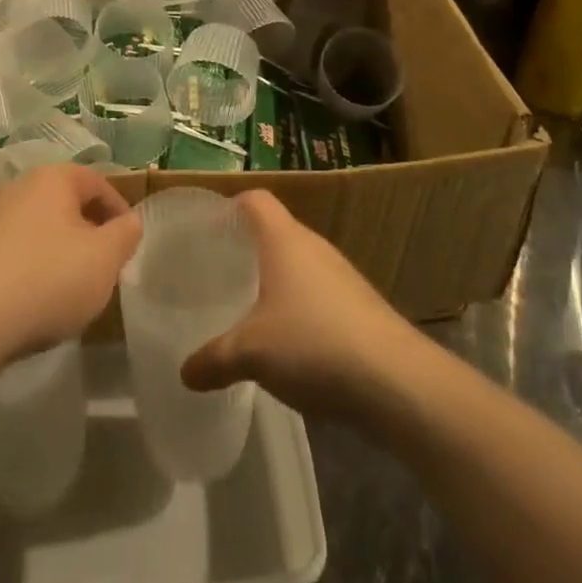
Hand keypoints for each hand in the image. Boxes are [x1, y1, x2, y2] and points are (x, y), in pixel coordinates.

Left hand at [0, 162, 140, 368]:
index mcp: (50, 179)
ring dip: (58, 258)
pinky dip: (28, 276)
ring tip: (70, 295)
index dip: (118, 210)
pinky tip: (32, 309)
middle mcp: (15, 190)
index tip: (129, 243)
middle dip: (87, 236)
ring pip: (37, 234)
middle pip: (64, 207)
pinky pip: (10, 259)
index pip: (96, 182)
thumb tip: (129, 221)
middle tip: (103, 270)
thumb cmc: (45, 280)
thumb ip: (125, 235)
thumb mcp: (104, 259)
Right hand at [181, 190, 421, 423]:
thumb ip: (213, 359)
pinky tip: (287, 344)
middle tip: (217, 275)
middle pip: (275, 232)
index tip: (206, 231)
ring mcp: (341, 277)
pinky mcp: (359, 307)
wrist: (397, 382)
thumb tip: (184, 372)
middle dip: (246, 250)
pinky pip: (318, 295)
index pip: (255, 200)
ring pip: (298, 266)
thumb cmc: (314, 344)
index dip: (229, 208)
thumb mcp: (250, 353)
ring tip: (246, 310)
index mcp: (285, 240)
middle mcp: (314, 247)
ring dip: (273, 282)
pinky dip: (298, 309)